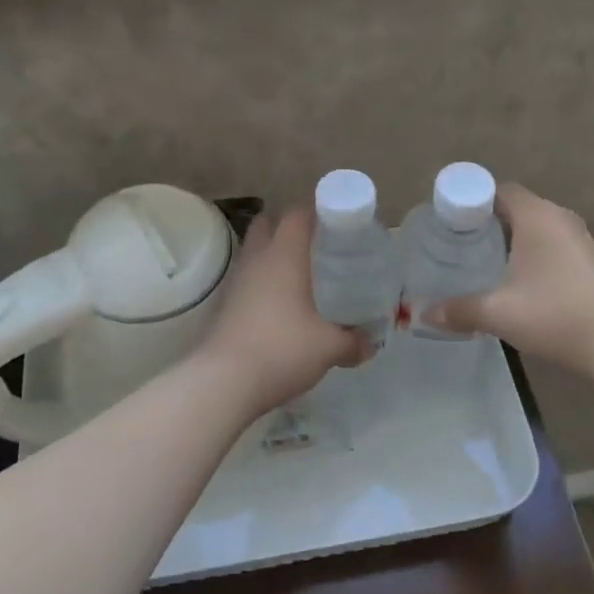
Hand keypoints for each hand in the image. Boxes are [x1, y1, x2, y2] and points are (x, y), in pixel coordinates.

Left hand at [195, 208, 365, 418]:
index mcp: (284, 255)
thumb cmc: (282, 350)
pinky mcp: (225, 304)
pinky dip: (263, 282)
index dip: (317, 211)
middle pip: (268, 223)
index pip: (297, 213)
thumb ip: (352, 342)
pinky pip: (247, 278)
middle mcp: (257, 260)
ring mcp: (237, 281)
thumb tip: (369, 345)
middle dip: (290, 227)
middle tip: (317, 246)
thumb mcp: (328, 347)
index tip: (338, 223)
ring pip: (255, 251)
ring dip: (274, 255)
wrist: (224, 381)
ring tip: (301, 276)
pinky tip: (281, 305)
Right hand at [421, 183, 593, 382]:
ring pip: (535, 228)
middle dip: (486, 222)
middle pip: (516, 208)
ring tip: (481, 263)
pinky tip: (516, 282)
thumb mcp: (498, 313)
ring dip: (510, 240)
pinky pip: (551, 246)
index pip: (498, 190)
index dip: (471, 201)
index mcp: (537, 216)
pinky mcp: (591, 263)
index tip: (449, 222)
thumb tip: (423, 314)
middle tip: (457, 244)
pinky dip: (530, 254)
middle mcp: (560, 219)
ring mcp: (580, 240)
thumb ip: (458, 310)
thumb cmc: (555, 315)